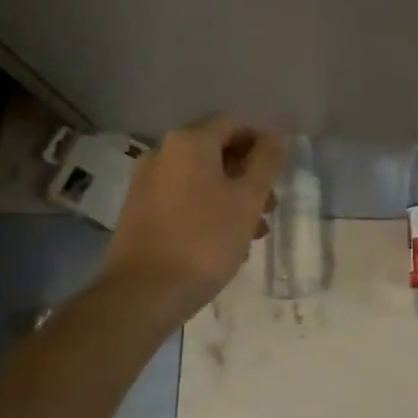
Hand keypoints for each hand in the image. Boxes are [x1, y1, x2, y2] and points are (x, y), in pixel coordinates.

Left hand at [100, 115, 282, 321]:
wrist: (143, 293)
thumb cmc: (205, 240)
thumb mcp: (247, 199)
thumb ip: (266, 161)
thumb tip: (276, 133)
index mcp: (189, 141)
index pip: (233, 123)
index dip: (260, 143)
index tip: (278, 173)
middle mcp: (162, 152)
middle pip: (215, 150)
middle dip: (247, 174)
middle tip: (269, 206)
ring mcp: (146, 181)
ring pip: (199, 177)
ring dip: (230, 195)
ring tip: (253, 231)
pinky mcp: (138, 210)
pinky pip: (181, 197)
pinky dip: (206, 208)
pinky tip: (223, 241)